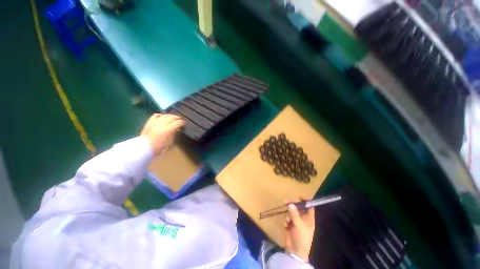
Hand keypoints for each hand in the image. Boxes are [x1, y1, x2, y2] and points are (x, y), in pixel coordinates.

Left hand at [140, 114, 184, 154]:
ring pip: (165, 115)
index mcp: (168, 129)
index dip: (182, 123)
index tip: (184, 124)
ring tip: (173, 117)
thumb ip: (174, 134)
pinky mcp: (150, 122)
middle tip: (180, 120)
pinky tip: (163, 116)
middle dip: (177, 118)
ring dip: (170, 116)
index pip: (178, 123)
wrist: (145, 147)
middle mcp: (162, 124)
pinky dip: (161, 115)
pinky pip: (156, 115)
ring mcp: (155, 122)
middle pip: (172, 118)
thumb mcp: (170, 142)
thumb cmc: (159, 147)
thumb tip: (177, 129)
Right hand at [283, 201, 314, 261]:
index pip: (309, 207)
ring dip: (288, 214)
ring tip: (287, 220)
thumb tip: (290, 204)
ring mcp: (296, 222)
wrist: (295, 251)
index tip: (300, 195)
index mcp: (309, 219)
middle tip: (286, 200)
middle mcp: (303, 219)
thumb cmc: (301, 237)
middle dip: (293, 205)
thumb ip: (294, 214)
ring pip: (291, 212)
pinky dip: (286, 221)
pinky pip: (287, 218)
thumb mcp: (299, 225)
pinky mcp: (290, 225)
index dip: (306, 201)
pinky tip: (286, 225)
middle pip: (298, 208)